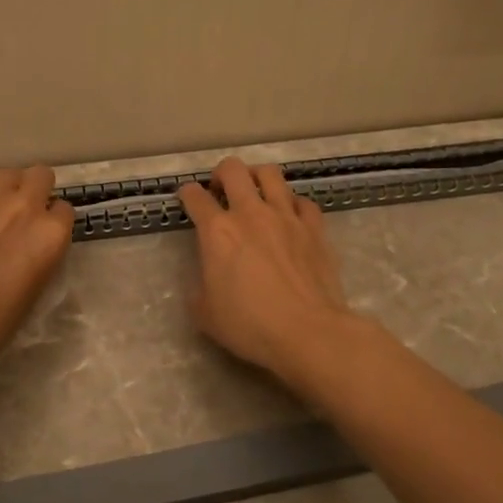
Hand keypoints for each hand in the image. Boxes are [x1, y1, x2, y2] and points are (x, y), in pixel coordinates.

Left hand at [0, 166, 74, 368]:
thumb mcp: (34, 291)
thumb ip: (40, 256)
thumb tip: (31, 246)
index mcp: (51, 234)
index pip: (64, 210)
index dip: (54, 222)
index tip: (43, 235)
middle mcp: (25, 207)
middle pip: (40, 176)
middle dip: (37, 189)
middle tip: (25, 213)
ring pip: (9, 175)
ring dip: (9, 190)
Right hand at [177, 158, 352, 377]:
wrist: (307, 332)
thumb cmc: (250, 325)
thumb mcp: (205, 313)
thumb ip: (199, 287)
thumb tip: (206, 278)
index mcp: (217, 231)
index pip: (195, 197)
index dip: (187, 194)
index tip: (187, 198)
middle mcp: (250, 213)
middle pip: (233, 170)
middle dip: (221, 173)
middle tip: (220, 189)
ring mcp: (286, 216)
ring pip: (270, 174)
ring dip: (257, 177)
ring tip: (255, 190)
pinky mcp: (315, 227)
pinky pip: (302, 201)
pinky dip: (292, 204)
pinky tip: (290, 216)